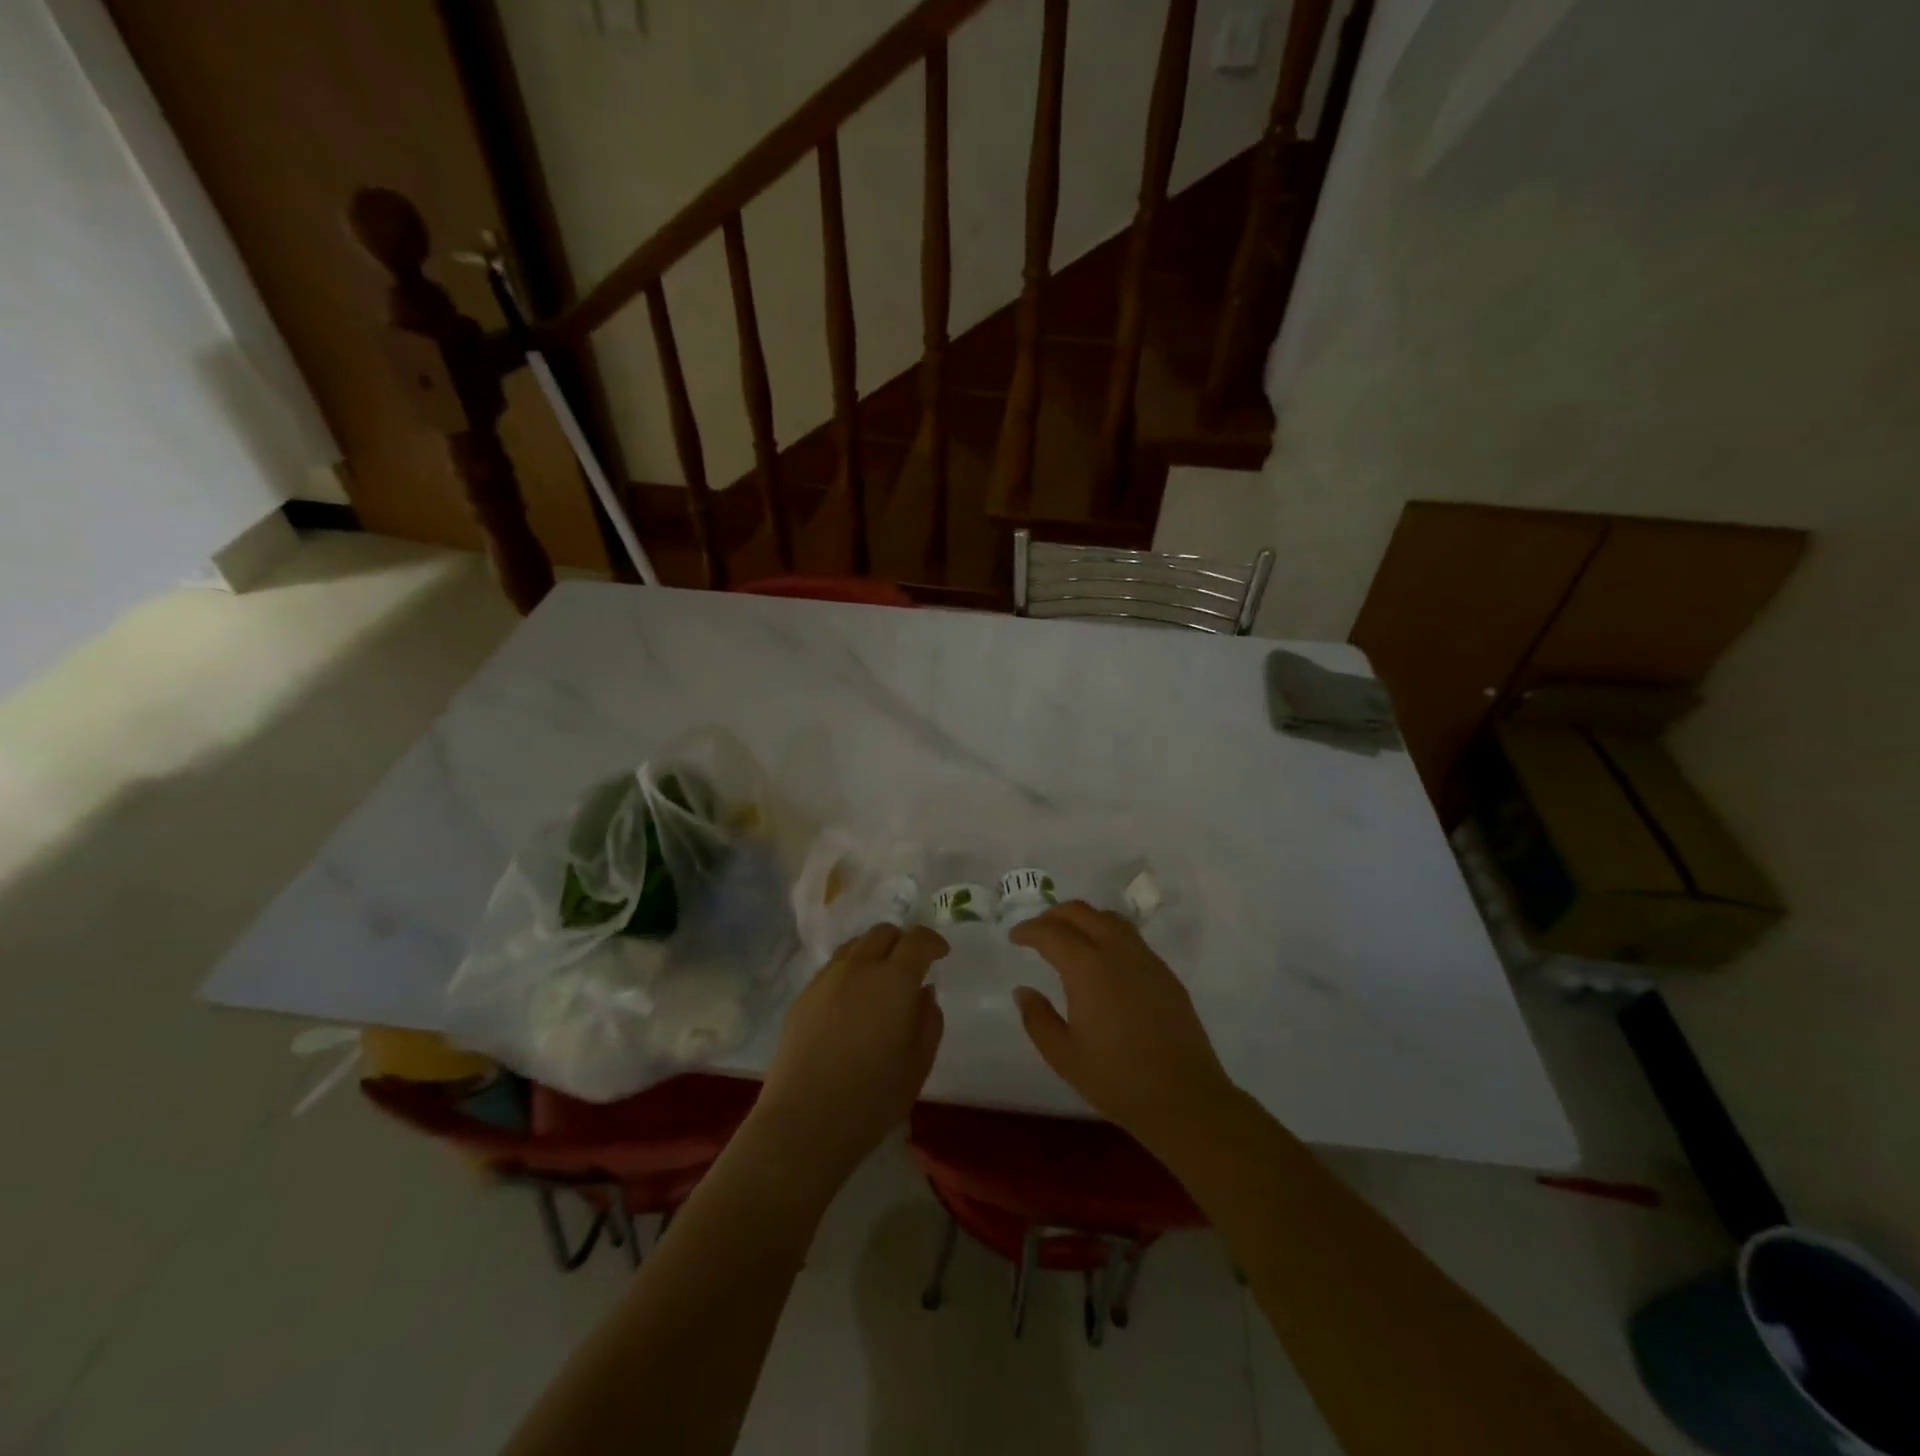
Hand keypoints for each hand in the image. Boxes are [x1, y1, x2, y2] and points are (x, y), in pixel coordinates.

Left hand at [751, 924, 948, 1185]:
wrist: (804, 1120)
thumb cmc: (873, 1097)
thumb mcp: (918, 1063)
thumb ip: (928, 1020)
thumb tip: (924, 992)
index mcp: (894, 979)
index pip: (918, 940)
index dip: (933, 942)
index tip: (942, 954)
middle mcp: (859, 967)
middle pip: (882, 933)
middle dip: (902, 941)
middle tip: (911, 965)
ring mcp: (826, 978)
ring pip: (855, 945)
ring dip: (874, 952)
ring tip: (879, 980)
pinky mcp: (803, 996)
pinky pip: (833, 967)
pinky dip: (850, 971)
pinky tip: (852, 1002)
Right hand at [1010, 902, 1236, 1150]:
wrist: (1185, 1098)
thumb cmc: (1117, 1080)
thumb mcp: (1064, 1056)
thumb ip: (1037, 1019)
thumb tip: (1023, 991)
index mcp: (1087, 968)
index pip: (1051, 932)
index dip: (1028, 930)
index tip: (1014, 937)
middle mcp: (1117, 951)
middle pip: (1082, 912)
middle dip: (1054, 915)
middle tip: (1037, 931)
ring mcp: (1146, 959)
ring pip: (1109, 918)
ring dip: (1083, 919)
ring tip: (1069, 937)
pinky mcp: (1165, 973)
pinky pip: (1130, 937)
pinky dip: (1107, 933)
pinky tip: (1102, 959)